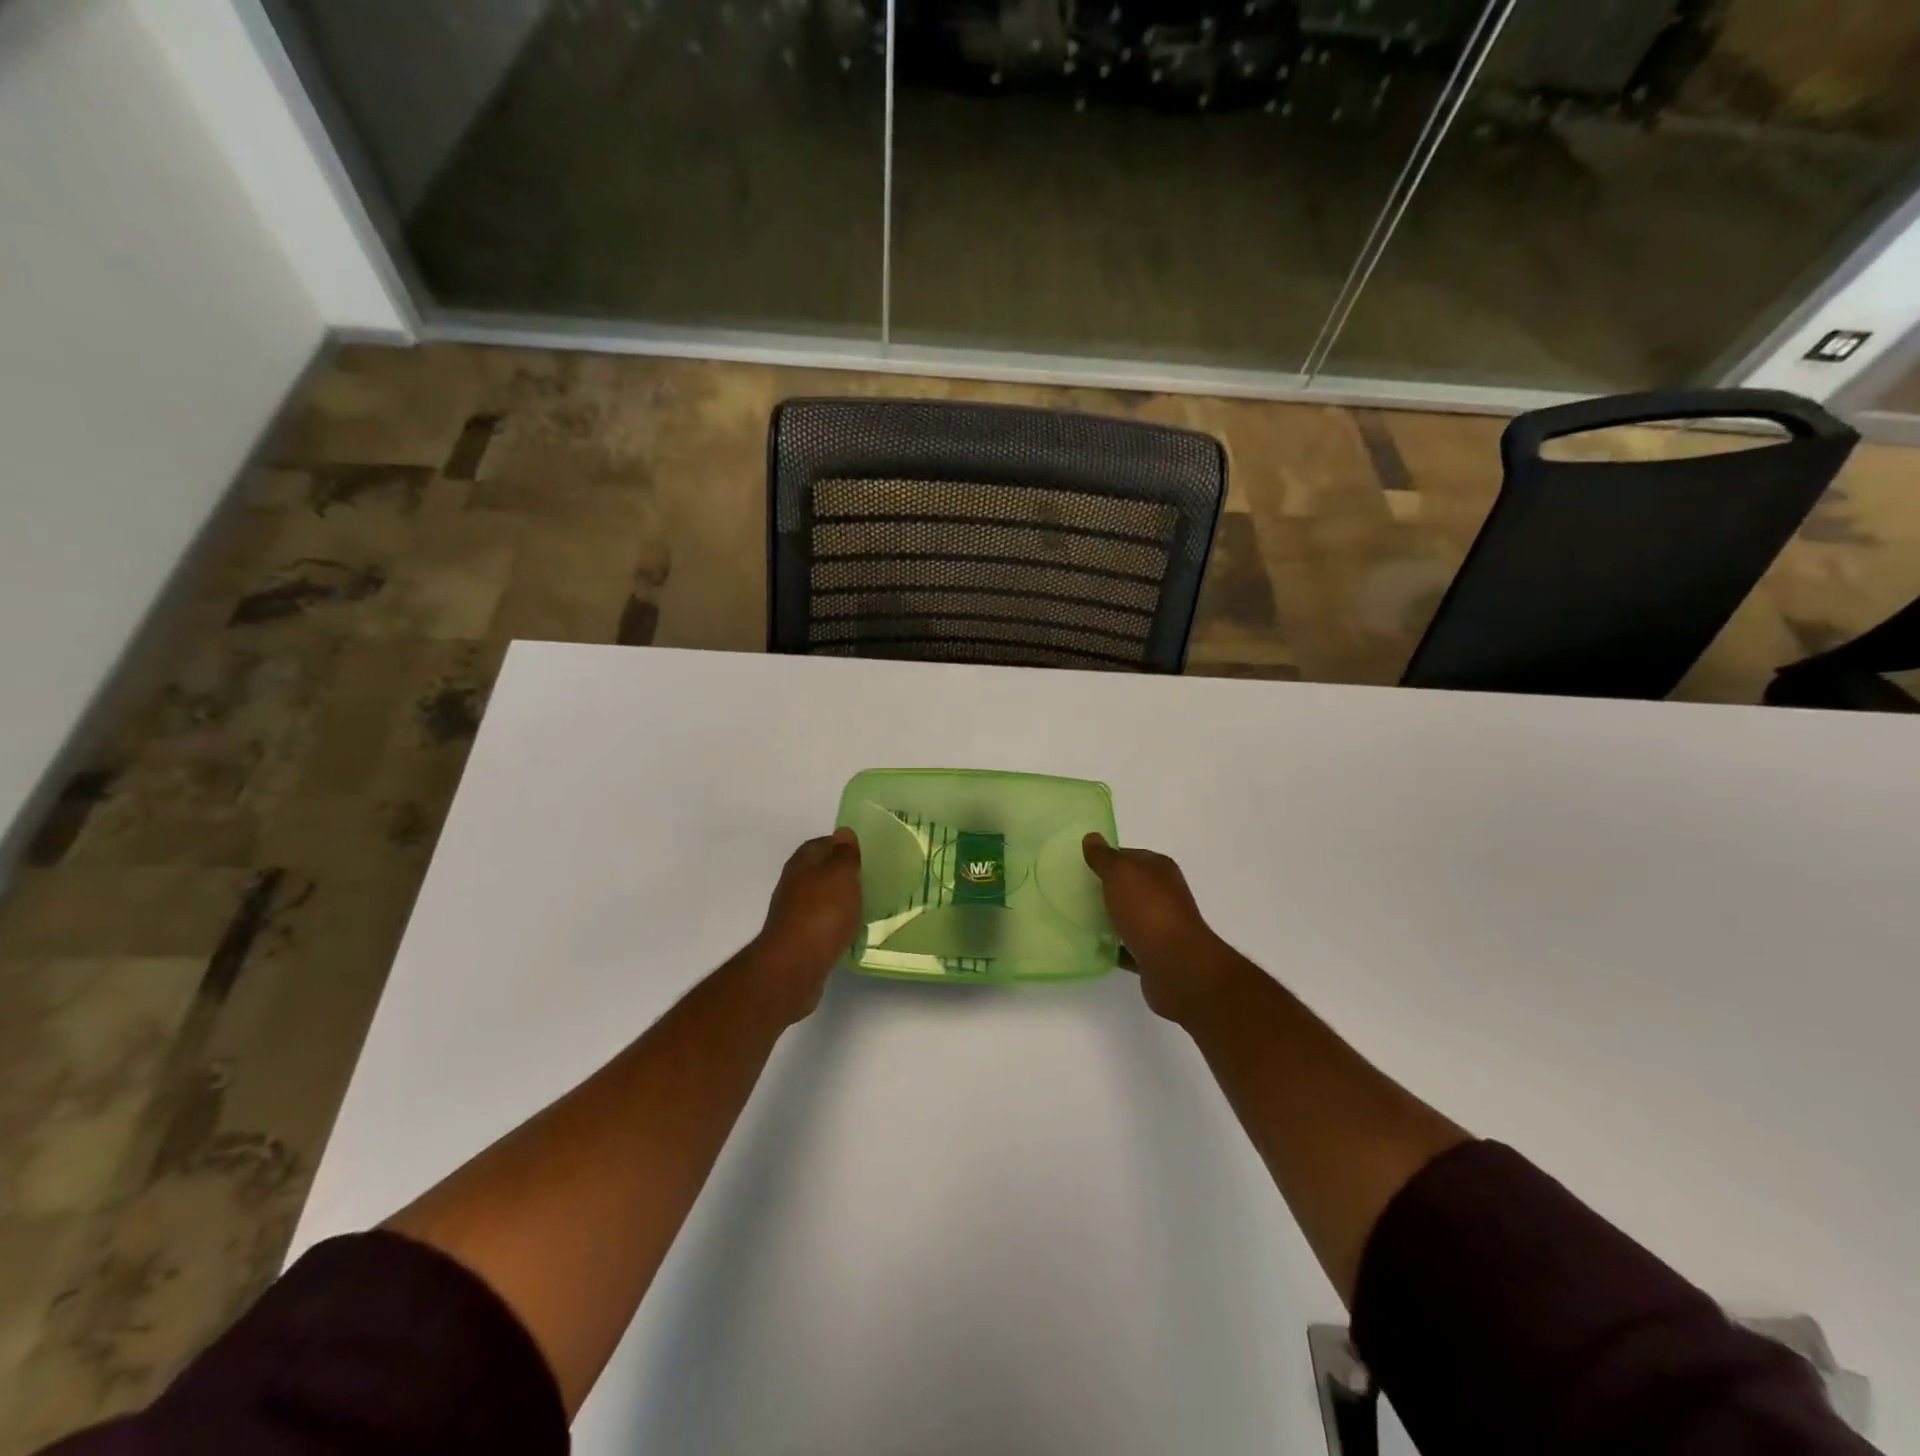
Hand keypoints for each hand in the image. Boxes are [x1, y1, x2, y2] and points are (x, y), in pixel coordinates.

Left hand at [748, 829, 862, 1022]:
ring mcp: (793, 912)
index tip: (866, 854)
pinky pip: (821, 923)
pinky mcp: (798, 939)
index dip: (844, 846)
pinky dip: (835, 924)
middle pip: (821, 871)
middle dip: (842, 874)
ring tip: (865, 906)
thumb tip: (844, 832)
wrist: (794, 965)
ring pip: (821, 898)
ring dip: (839, 900)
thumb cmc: (822, 912)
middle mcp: (794, 883)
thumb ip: (845, 854)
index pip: (824, 843)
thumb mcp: (841, 875)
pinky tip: (850, 932)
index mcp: (803, 862)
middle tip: (870, 880)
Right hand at [1083, 834, 1231, 1024]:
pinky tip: (1091, 947)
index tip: (1079, 867)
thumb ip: (1104, 857)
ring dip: (1107, 918)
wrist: (1177, 966)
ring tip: (1076, 919)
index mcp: (1159, 870)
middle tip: (1073, 893)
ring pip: (1128, 916)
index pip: (1128, 856)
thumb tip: (1092, 837)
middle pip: (1128, 886)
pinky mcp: (1154, 955)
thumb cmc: (1148, 911)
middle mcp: (1164, 894)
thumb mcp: (1121, 873)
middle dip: (1103, 889)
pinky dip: (1112, 947)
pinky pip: (1127, 947)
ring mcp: (1161, 926)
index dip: (1105, 859)